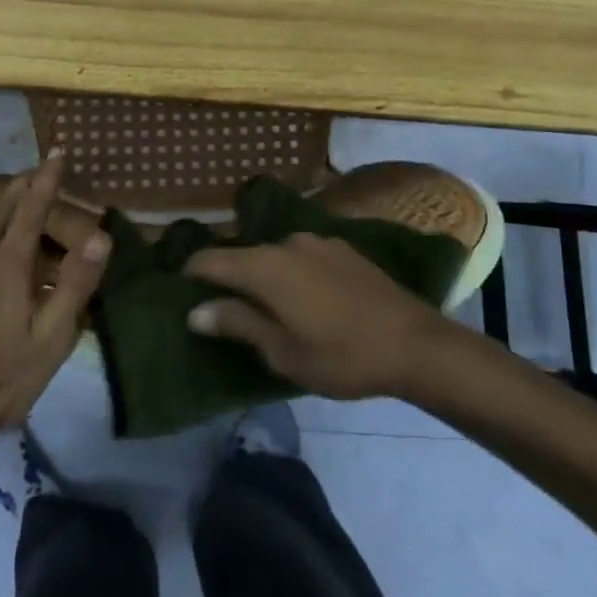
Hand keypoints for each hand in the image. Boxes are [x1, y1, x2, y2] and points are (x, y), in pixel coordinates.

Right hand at [183, 233, 450, 399]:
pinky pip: (301, 257)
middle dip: (228, 280)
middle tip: (223, 313)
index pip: (210, 260)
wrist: (415, 343)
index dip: (190, 275)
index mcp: (265, 267)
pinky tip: (304, 300)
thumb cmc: (342, 355)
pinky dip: (290, 274)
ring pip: (273, 256)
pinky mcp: (342, 248)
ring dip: (262, 277)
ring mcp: (317, 242)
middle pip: (242, 256)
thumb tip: (195, 310)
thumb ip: (238, 323)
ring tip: (266, 309)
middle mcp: (286, 243)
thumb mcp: (283, 351)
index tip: (180, 295)